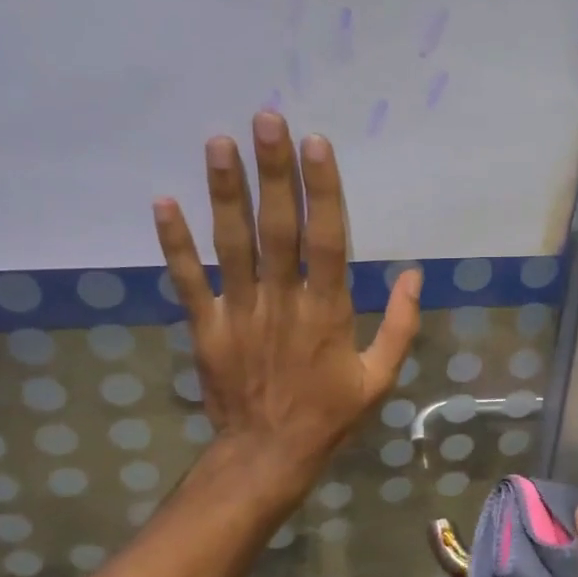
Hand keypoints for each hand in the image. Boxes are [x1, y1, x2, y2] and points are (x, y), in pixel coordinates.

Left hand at [153, 112, 421, 496]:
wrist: (268, 456)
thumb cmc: (329, 416)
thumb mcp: (379, 378)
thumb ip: (400, 326)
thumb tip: (414, 275)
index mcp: (327, 312)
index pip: (326, 241)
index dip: (322, 190)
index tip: (316, 144)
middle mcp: (282, 303)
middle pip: (277, 229)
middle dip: (273, 173)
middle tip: (266, 120)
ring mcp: (239, 313)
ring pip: (231, 245)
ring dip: (224, 193)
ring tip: (218, 143)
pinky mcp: (206, 328)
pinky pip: (187, 281)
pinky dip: (174, 244)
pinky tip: (163, 202)